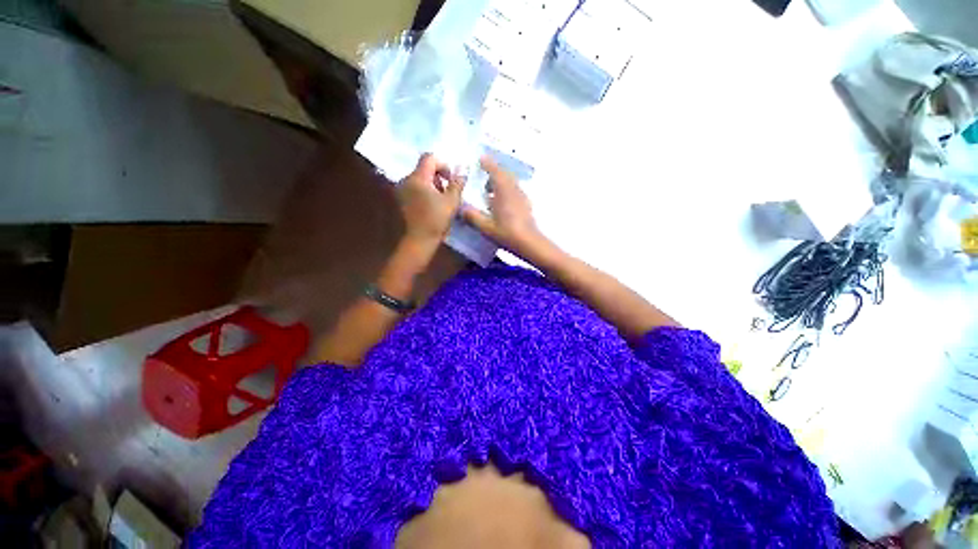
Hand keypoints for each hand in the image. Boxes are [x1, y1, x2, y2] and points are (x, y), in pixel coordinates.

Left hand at [398, 154, 464, 246]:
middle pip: (424, 167)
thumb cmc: (437, 219)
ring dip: (433, 183)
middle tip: (448, 191)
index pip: (429, 158)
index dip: (443, 165)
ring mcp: (402, 189)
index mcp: (418, 178)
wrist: (420, 239)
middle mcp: (407, 179)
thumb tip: (463, 168)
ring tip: (441, 199)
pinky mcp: (402, 198)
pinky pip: (415, 186)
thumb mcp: (452, 200)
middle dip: (439, 175)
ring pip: (420, 177)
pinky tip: (432, 204)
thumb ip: (457, 182)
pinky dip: (425, 190)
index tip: (451, 179)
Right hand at [462, 156, 548, 260]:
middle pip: (505, 174)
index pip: (495, 171)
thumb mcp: (485, 226)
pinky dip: (506, 189)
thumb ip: (472, 216)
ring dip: (501, 181)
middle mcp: (514, 190)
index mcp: (504, 191)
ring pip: (511, 182)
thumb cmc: (507, 233)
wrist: (530, 243)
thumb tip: (461, 208)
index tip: (481, 158)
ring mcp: (522, 197)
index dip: (488, 164)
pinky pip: (515, 190)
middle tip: (483, 174)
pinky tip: (501, 201)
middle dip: (494, 171)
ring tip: (490, 188)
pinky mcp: (526, 205)